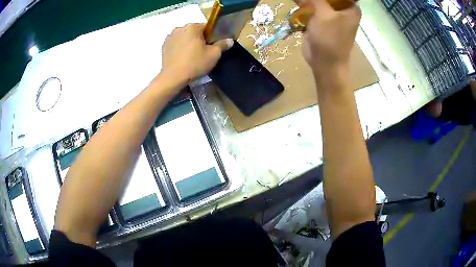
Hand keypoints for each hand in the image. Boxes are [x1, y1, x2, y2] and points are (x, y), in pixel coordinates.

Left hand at [161, 23, 232, 82]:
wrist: (173, 77)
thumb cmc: (195, 64)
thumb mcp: (214, 55)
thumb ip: (222, 45)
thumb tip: (229, 40)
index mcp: (192, 27)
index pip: (207, 27)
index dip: (212, 36)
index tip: (212, 46)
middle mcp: (180, 28)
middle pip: (194, 32)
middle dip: (199, 39)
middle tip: (203, 53)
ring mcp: (170, 37)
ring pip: (184, 37)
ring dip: (189, 43)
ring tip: (192, 57)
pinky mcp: (164, 46)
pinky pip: (176, 44)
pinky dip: (180, 48)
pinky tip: (183, 58)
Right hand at [301, 0, 360, 73]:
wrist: (325, 63)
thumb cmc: (330, 39)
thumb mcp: (323, 13)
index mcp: (350, 8)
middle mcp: (343, 10)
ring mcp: (331, 15)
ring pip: (320, 0)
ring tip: (302, 0)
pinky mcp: (321, 21)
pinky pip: (313, 7)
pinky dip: (304, 4)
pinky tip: (297, 2)